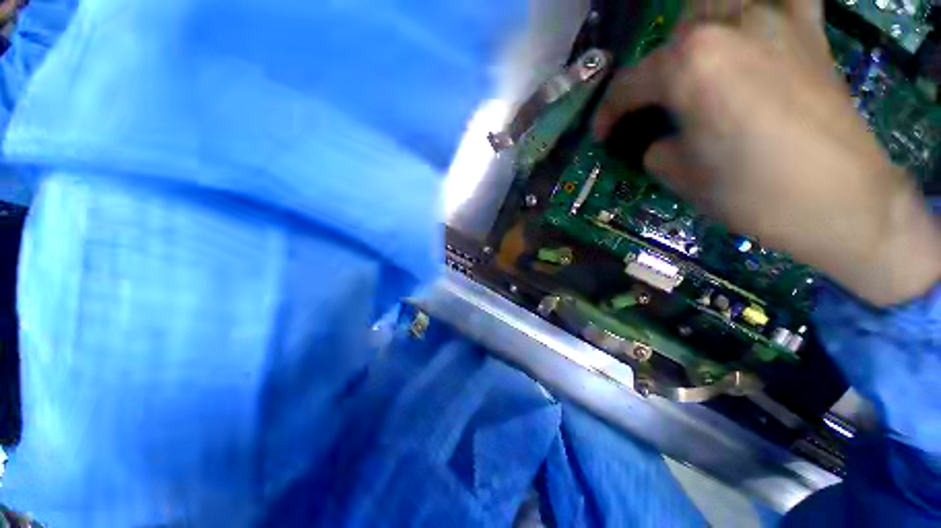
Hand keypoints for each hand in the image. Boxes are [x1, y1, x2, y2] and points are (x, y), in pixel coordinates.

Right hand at [594, 0, 940, 306]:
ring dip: (696, 35)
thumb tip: (657, 140)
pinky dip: (760, 8)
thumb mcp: (680, 177)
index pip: (628, 85)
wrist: (842, 201)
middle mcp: (727, 26)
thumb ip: (657, 149)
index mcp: (689, 67)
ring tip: (696, 67)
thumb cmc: (752, 192)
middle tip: (653, 107)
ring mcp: (774, 19)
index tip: (602, 135)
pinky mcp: (809, 30)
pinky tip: (752, 29)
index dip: (607, 113)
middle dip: (653, 74)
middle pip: (671, 38)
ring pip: (715, 7)